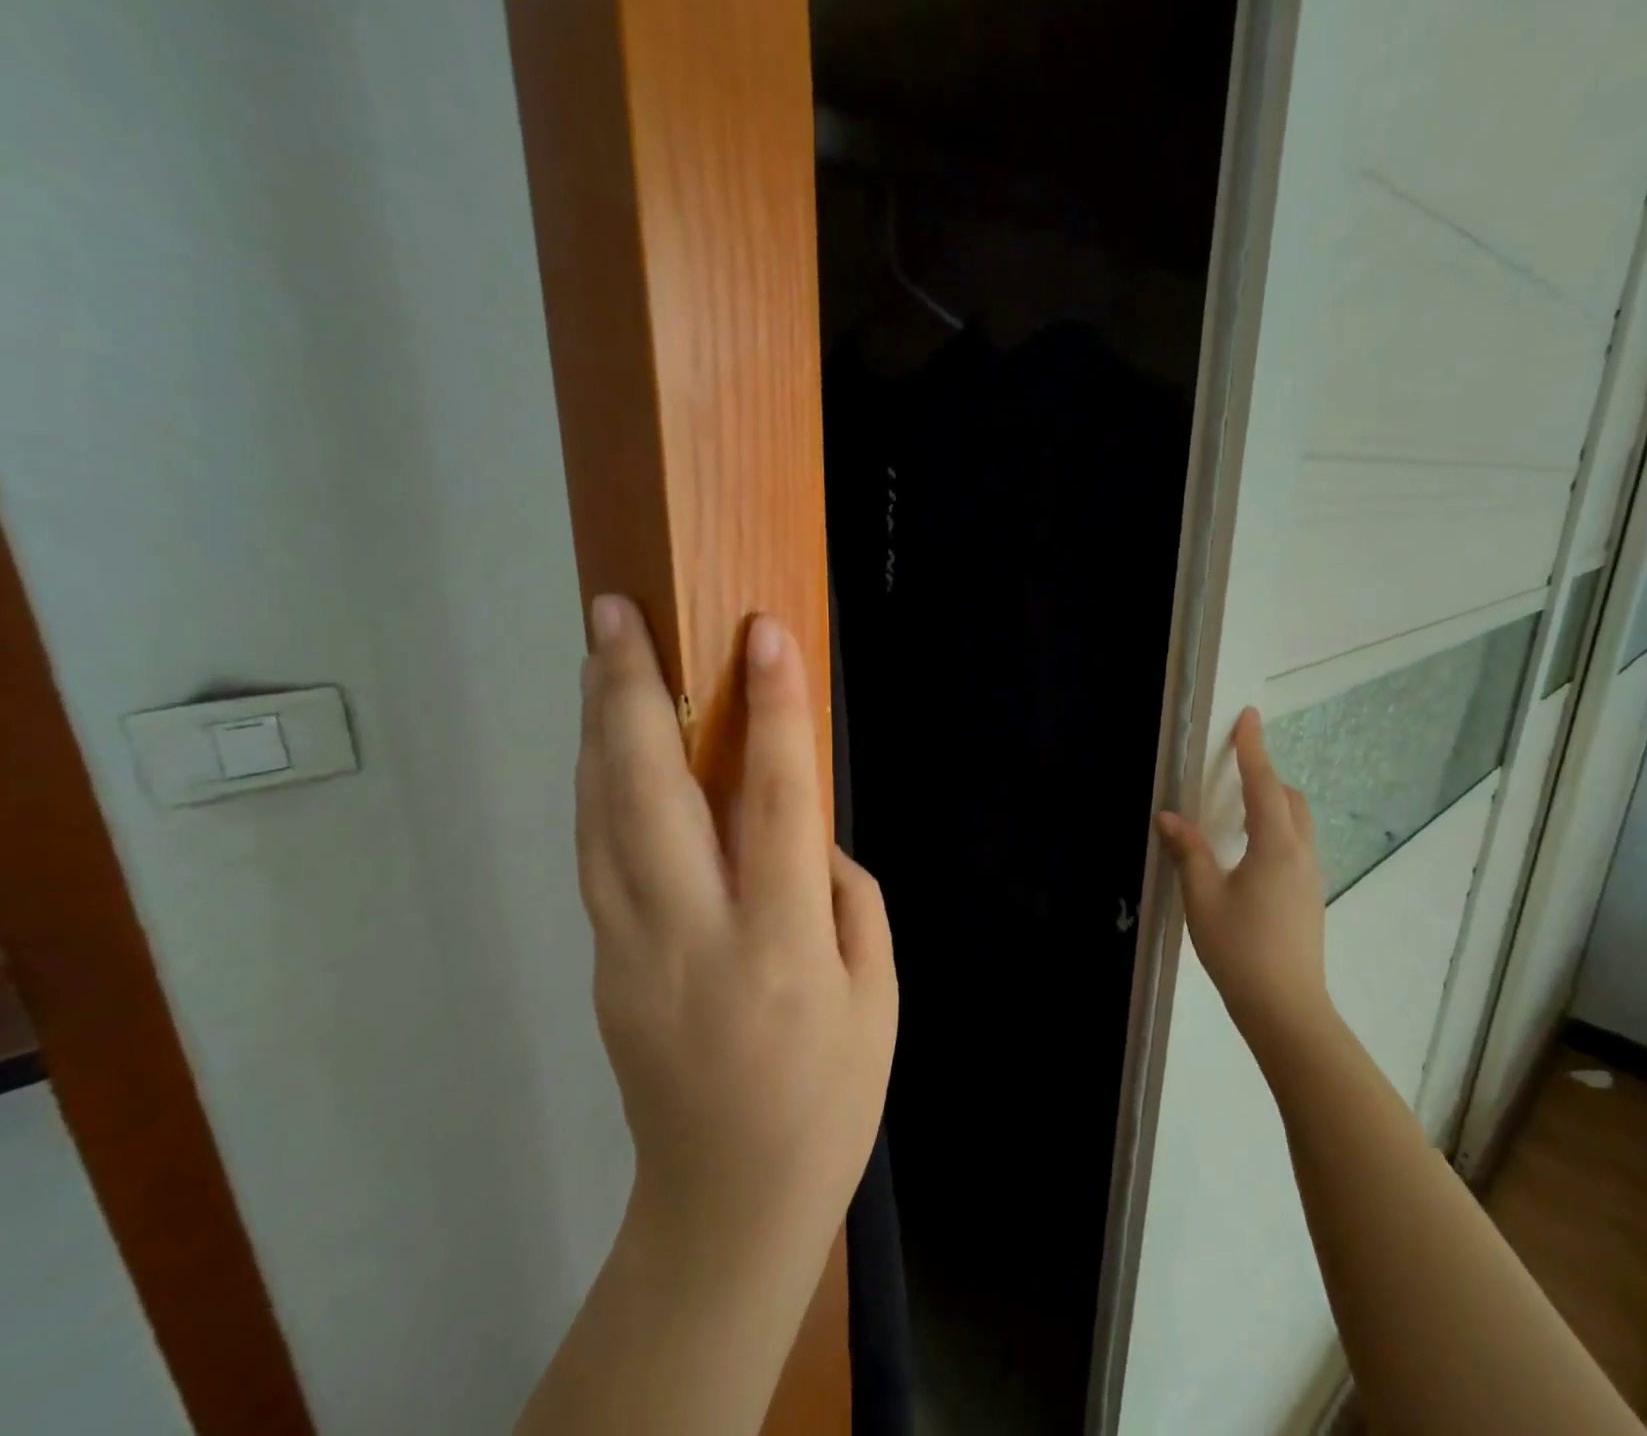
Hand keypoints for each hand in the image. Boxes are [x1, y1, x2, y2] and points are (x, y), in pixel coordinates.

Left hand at [576, 594, 897, 1272]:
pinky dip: (598, 785)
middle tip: (615, 613)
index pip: (774, 804)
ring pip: (602, 818)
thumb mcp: (879, 995)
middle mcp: (693, 939)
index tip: (764, 635)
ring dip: (600, 728)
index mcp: (782, 950)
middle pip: (648, 796)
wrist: (729, 1203)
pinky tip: (605, 743)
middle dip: (632, 693)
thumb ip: (847, 898)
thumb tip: (802, 832)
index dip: (773, 712)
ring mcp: (630, 953)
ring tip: (600, 655)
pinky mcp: (603, 966)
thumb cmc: (830, 1097)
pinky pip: (598, 855)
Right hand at [1155, 707, 1331, 1049]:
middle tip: (1234, 770)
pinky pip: (1296, 845)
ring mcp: (1310, 877)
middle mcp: (1300, 854)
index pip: (1264, 784)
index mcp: (1275, 846)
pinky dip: (1276, 829)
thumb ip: (1188, 851)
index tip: (1248, 716)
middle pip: (1290, 799)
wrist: (1286, 1008)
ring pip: (1297, 823)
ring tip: (1238, 809)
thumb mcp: (1202, 897)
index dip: (1253, 749)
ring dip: (1273, 804)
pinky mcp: (1309, 897)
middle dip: (1266, 776)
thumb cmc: (1240, 948)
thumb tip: (1169, 816)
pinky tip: (1249, 853)